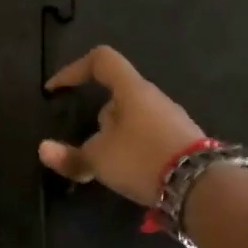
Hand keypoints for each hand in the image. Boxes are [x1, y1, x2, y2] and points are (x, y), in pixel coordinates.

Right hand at [39, 45, 205, 206]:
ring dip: (115, 137)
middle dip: (97, 118)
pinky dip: (133, 150)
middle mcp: (154, 98)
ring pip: (133, 119)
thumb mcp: (99, 159)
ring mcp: (172, 119)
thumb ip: (70, 156)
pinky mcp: (184, 142)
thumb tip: (44, 149)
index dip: (73, 70)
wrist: (203, 187)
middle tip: (85, 145)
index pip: (101, 60)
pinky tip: (130, 174)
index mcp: (132, 90)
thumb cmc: (143, 159)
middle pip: (117, 94)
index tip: (56, 91)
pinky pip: (148, 137)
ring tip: (107, 166)